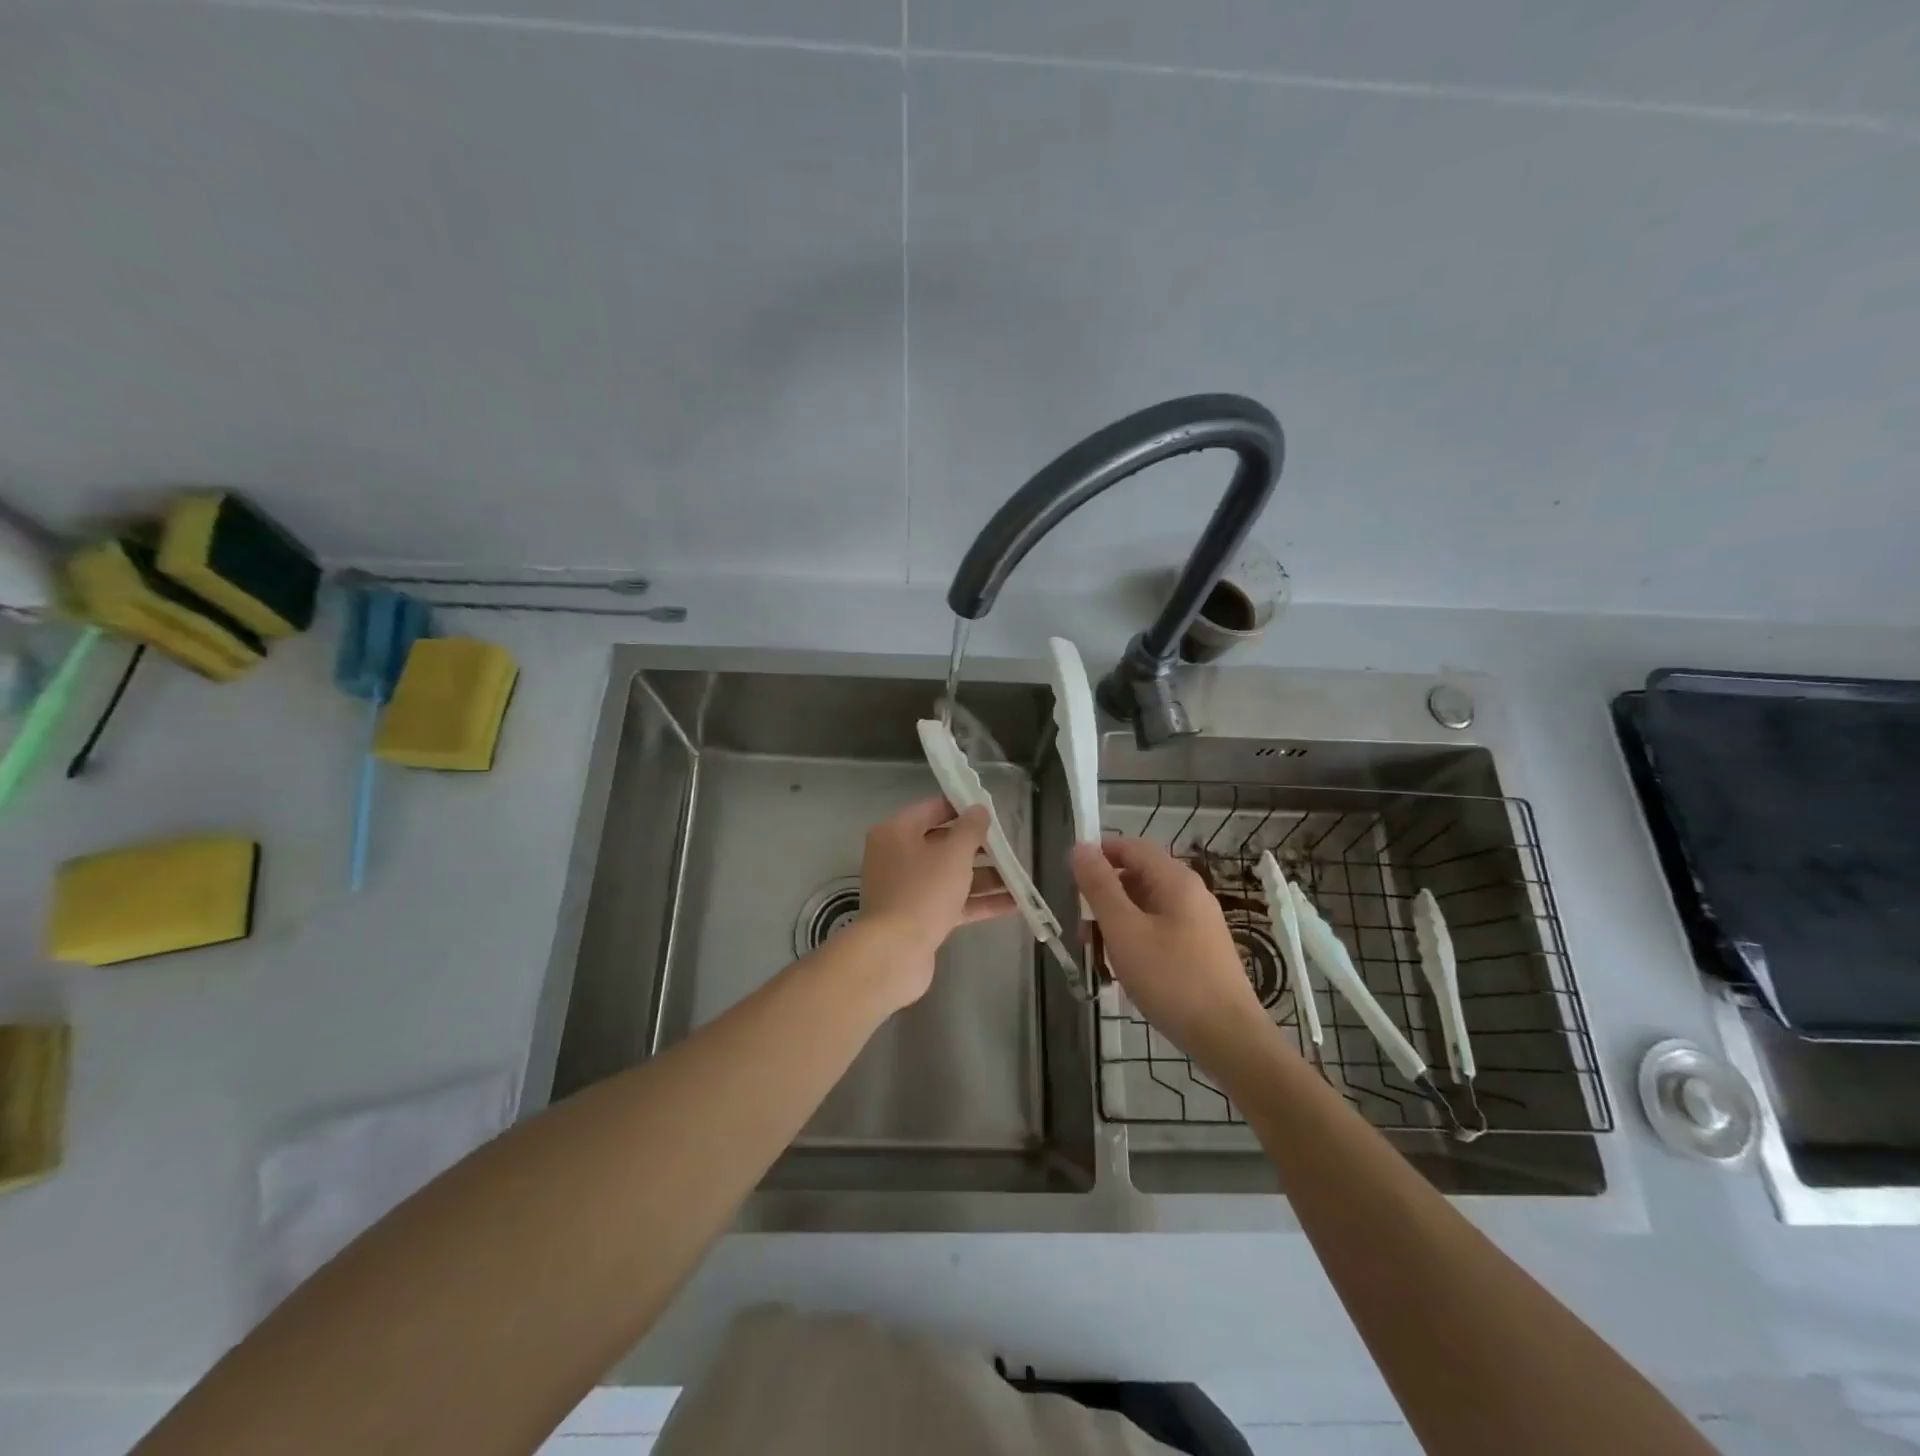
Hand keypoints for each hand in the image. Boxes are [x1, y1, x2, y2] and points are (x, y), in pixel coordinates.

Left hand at [858, 797, 1015, 1003]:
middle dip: (979, 848)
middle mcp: (897, 856)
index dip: (963, 808)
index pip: (933, 809)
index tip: (992, 812)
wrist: (895, 953)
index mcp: (896, 832)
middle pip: (943, 843)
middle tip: (1010, 848)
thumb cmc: (923, 892)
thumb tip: (979, 810)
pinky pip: (951, 902)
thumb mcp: (953, 854)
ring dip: (984, 877)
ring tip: (1019, 878)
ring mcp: (906, 889)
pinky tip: (1013, 904)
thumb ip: (970, 829)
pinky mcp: (917, 917)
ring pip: (950, 876)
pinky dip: (977, 902)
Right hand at [1072, 837, 1274, 1062]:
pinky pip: (1159, 930)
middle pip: (1137, 877)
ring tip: (1100, 958)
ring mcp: (1199, 923)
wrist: (1228, 1038)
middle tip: (1083, 931)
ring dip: (1117, 923)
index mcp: (1176, 881)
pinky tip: (1127, 971)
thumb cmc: (1171, 979)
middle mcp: (1191, 894)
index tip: (1071, 880)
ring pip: (1146, 907)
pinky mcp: (1201, 950)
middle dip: (1104, 897)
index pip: (1131, 847)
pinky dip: (1136, 941)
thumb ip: (1099, 887)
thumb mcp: (1124, 931)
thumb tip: (1080, 847)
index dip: (1099, 854)